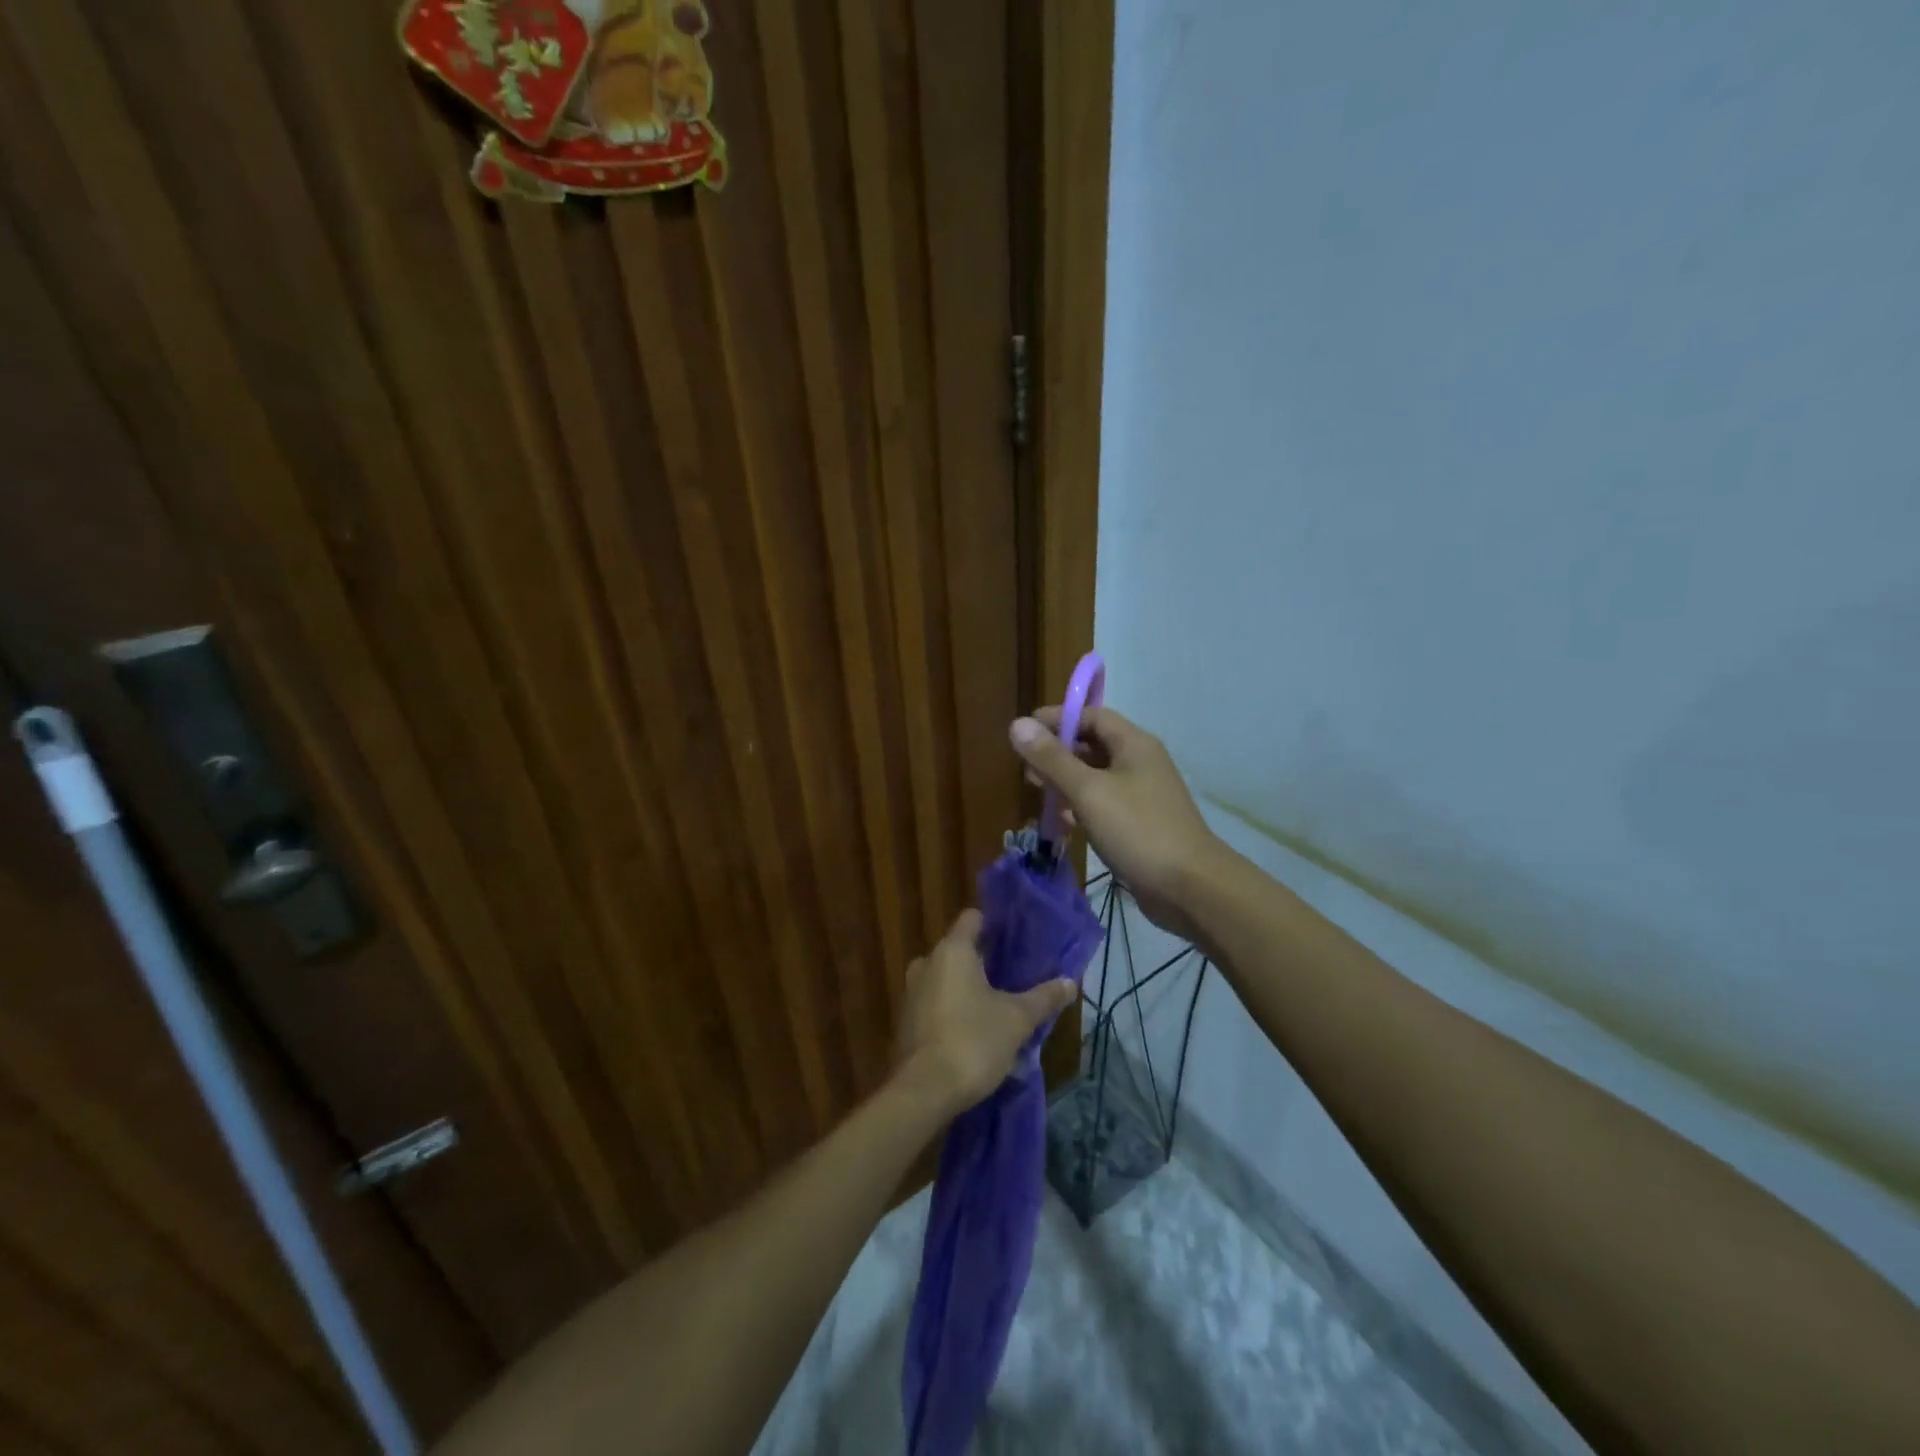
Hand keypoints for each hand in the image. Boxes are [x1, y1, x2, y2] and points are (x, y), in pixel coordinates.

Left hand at [893, 910, 1077, 1114]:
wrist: (924, 1092)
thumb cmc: (973, 1041)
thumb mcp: (1017, 1020)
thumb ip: (1043, 998)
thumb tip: (1070, 982)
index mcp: (952, 951)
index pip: (973, 919)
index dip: (994, 925)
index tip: (1016, 939)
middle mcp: (926, 963)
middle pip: (959, 951)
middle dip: (984, 963)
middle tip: (1013, 979)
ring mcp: (911, 994)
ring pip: (946, 980)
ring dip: (968, 990)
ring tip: (998, 1009)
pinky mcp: (905, 1023)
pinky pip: (934, 1005)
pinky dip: (952, 1011)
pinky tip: (975, 1033)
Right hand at [1009, 706, 1220, 939]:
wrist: (1190, 888)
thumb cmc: (1138, 830)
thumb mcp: (1088, 792)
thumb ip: (1052, 758)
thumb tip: (1017, 724)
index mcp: (1134, 744)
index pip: (1091, 716)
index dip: (1057, 720)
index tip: (1024, 733)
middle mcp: (1139, 762)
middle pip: (1092, 745)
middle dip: (1057, 754)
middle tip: (1027, 771)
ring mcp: (1141, 794)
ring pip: (1095, 777)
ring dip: (1066, 782)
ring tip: (1039, 796)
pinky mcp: (1139, 823)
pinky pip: (1103, 803)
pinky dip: (1080, 807)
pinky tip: (1063, 823)